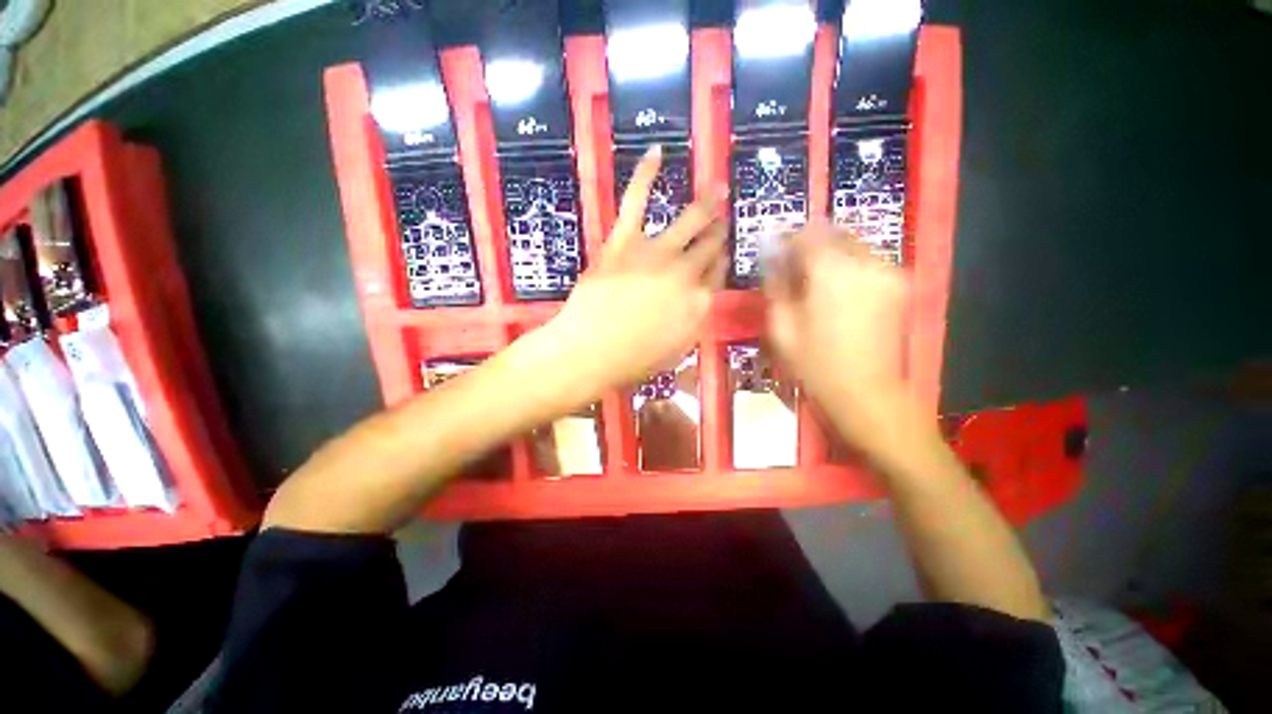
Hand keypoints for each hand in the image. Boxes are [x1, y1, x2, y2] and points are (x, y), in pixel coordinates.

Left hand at [546, 145, 727, 391]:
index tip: (720, 255)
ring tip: (717, 189)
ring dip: (706, 204)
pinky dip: (646, 174)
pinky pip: (636, 200)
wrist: (589, 351)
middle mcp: (684, 273)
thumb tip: (701, 301)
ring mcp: (655, 253)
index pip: (716, 276)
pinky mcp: (623, 241)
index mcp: (698, 304)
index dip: (719, 263)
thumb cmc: (631, 361)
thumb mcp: (674, 351)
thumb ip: (692, 322)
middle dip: (718, 232)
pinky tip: (657, 151)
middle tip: (723, 220)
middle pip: (708, 247)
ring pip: (688, 221)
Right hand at [764, 219, 911, 440]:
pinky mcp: (899, 286)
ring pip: (853, 245)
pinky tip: (837, 291)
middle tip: (793, 268)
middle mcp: (865, 262)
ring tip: (814, 282)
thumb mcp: (782, 327)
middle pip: (833, 234)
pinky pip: (868, 261)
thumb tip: (771, 258)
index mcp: (831, 271)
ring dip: (830, 254)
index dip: (787, 239)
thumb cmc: (815, 363)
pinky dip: (849, 266)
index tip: (774, 252)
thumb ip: (776, 285)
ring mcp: (888, 272)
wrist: (866, 393)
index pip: (807, 234)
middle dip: (810, 245)